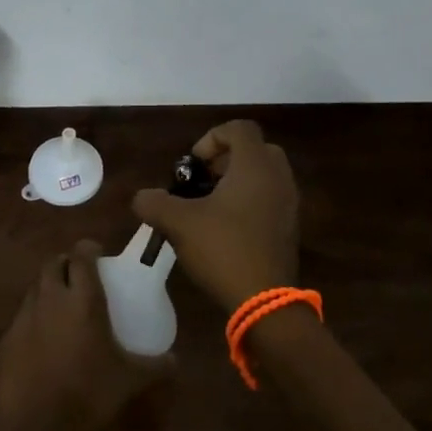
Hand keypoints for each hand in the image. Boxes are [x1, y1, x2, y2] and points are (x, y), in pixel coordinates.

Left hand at [0, 241, 170, 430]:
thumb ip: (156, 366)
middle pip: (53, 264)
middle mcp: (50, 299)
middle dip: (65, 265)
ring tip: (61, 308)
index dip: (89, 249)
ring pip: (34, 289)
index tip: (98, 254)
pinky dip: (32, 321)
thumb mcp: (131, 381)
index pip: (82, 255)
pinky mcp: (5, 342)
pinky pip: (20, 320)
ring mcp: (24, 319)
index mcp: (82, 299)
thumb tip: (174, 360)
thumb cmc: (90, 396)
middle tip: (79, 278)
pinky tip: (42, 342)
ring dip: (48, 290)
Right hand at [131, 120, 299, 312]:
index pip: (240, 129)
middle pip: (255, 150)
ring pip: (264, 176)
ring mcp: (289, 204)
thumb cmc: (223, 249)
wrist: (264, 301)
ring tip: (209, 207)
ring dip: (237, 182)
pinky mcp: (290, 228)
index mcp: (255, 166)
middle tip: (203, 181)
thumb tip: (142, 198)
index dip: (212, 138)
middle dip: (226, 159)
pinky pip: (270, 200)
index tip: (193, 165)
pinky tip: (225, 230)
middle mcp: (278, 178)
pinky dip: (249, 203)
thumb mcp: (179, 223)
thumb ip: (155, 203)